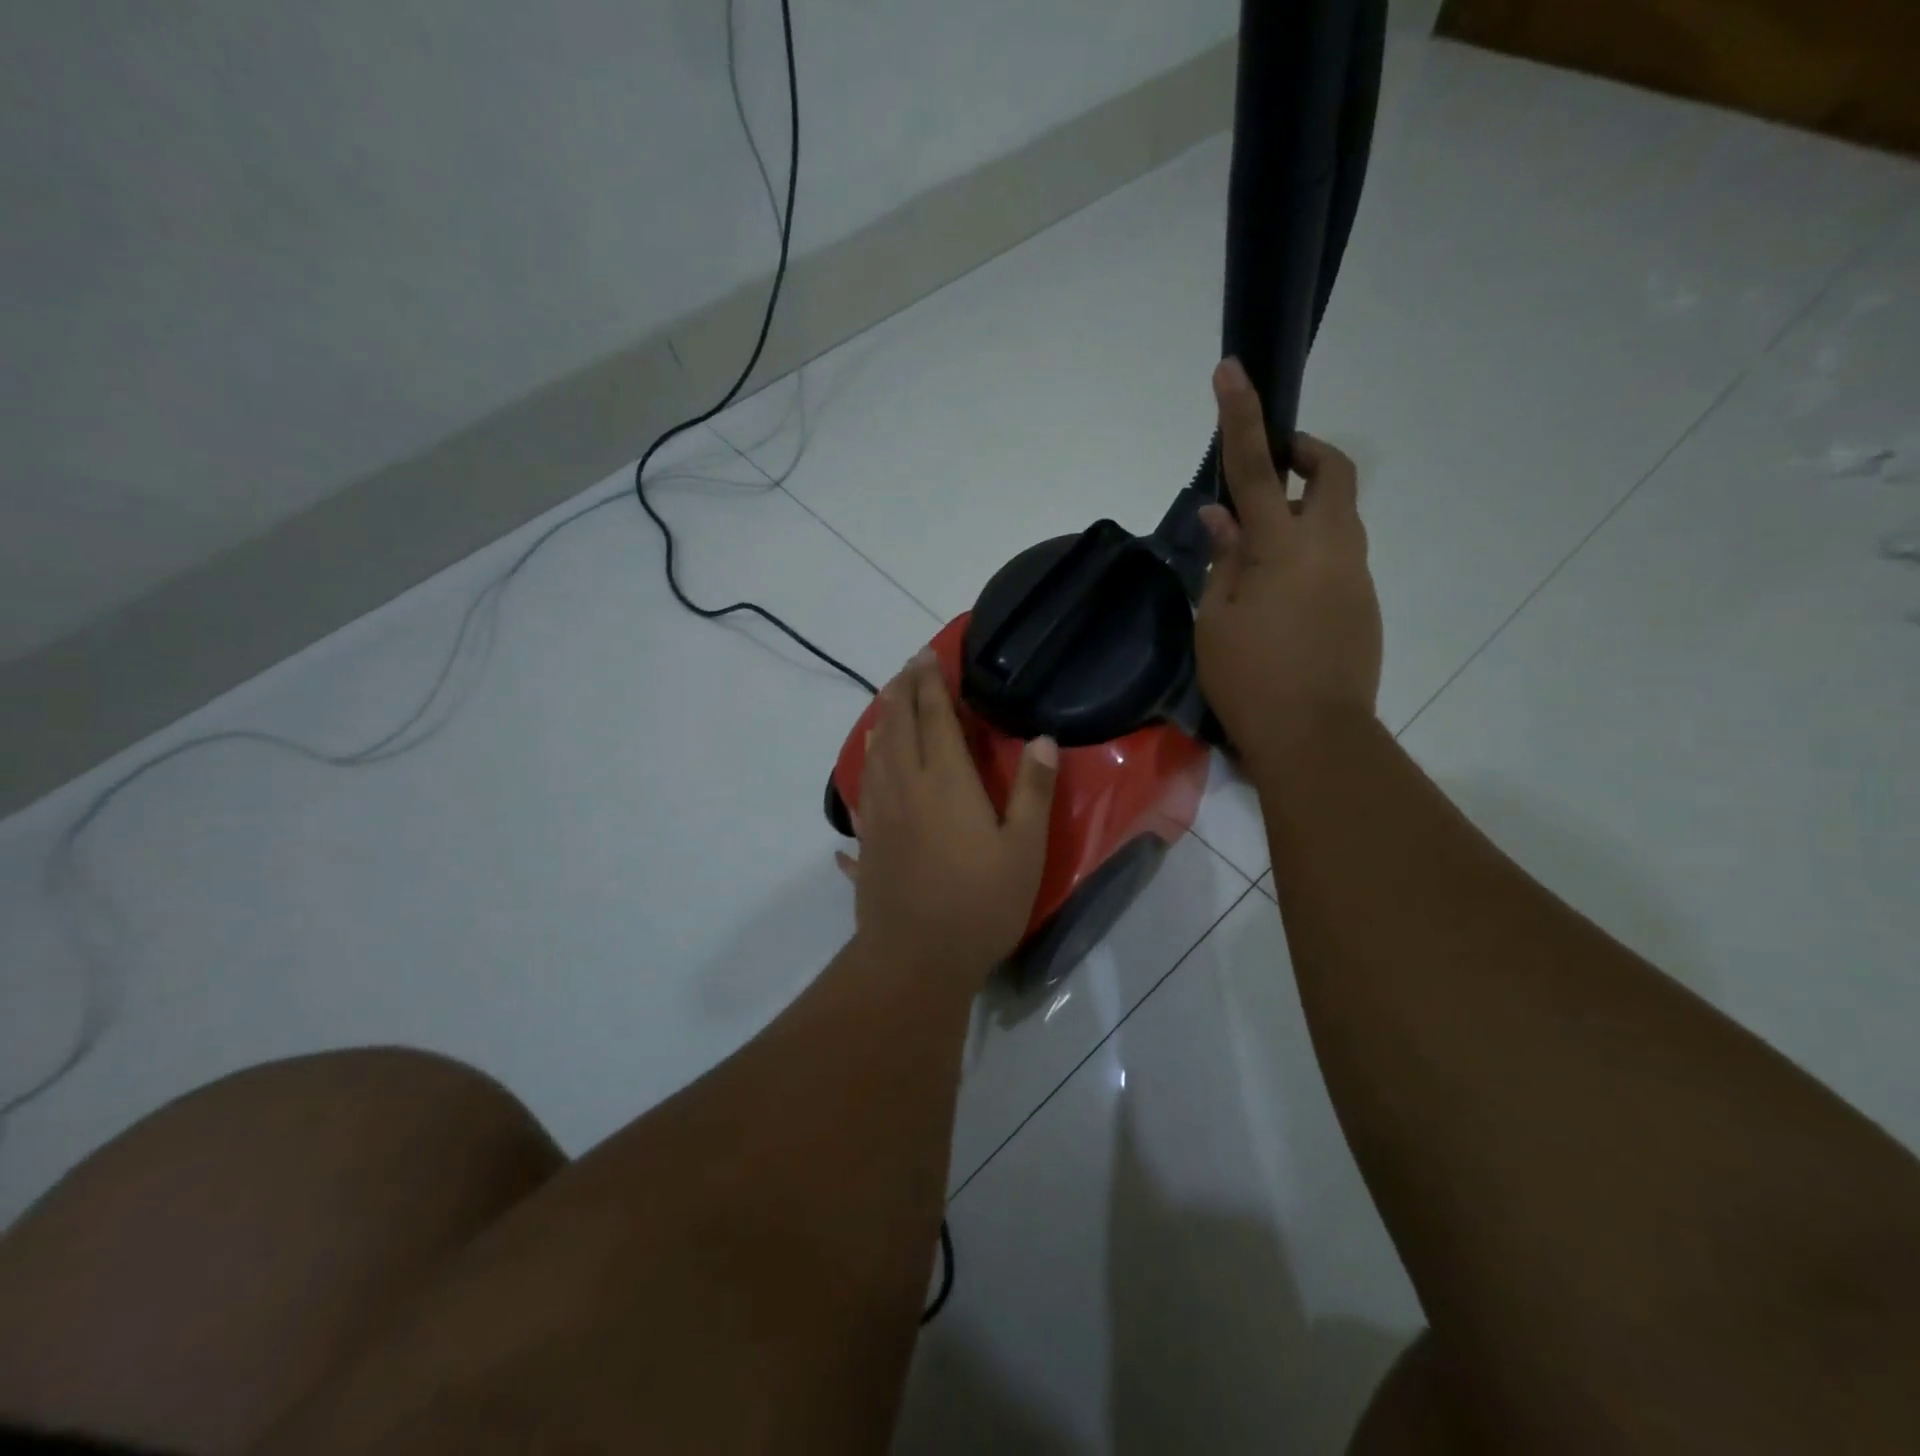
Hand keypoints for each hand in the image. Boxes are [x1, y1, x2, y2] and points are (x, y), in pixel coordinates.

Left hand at [838, 654, 1058, 984]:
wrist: (915, 958)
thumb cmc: (979, 904)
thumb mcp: (1023, 849)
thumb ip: (1032, 790)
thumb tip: (1043, 739)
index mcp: (945, 782)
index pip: (935, 717)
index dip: (931, 683)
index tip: (927, 656)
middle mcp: (905, 786)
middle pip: (898, 726)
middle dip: (903, 691)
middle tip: (908, 668)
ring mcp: (879, 813)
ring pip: (875, 752)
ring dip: (882, 721)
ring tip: (888, 703)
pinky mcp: (866, 839)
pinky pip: (862, 786)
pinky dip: (866, 762)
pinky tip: (867, 763)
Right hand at [1195, 358, 1382, 770]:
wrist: (1316, 737)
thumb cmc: (1250, 679)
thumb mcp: (1216, 619)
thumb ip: (1222, 561)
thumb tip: (1222, 517)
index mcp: (1284, 547)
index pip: (1257, 469)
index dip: (1241, 418)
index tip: (1232, 371)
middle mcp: (1331, 547)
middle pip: (1334, 473)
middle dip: (1306, 453)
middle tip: (1273, 466)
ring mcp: (1356, 574)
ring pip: (1339, 516)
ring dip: (1306, 510)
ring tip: (1260, 550)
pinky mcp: (1364, 602)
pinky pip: (1339, 556)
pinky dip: (1310, 552)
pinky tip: (1280, 595)